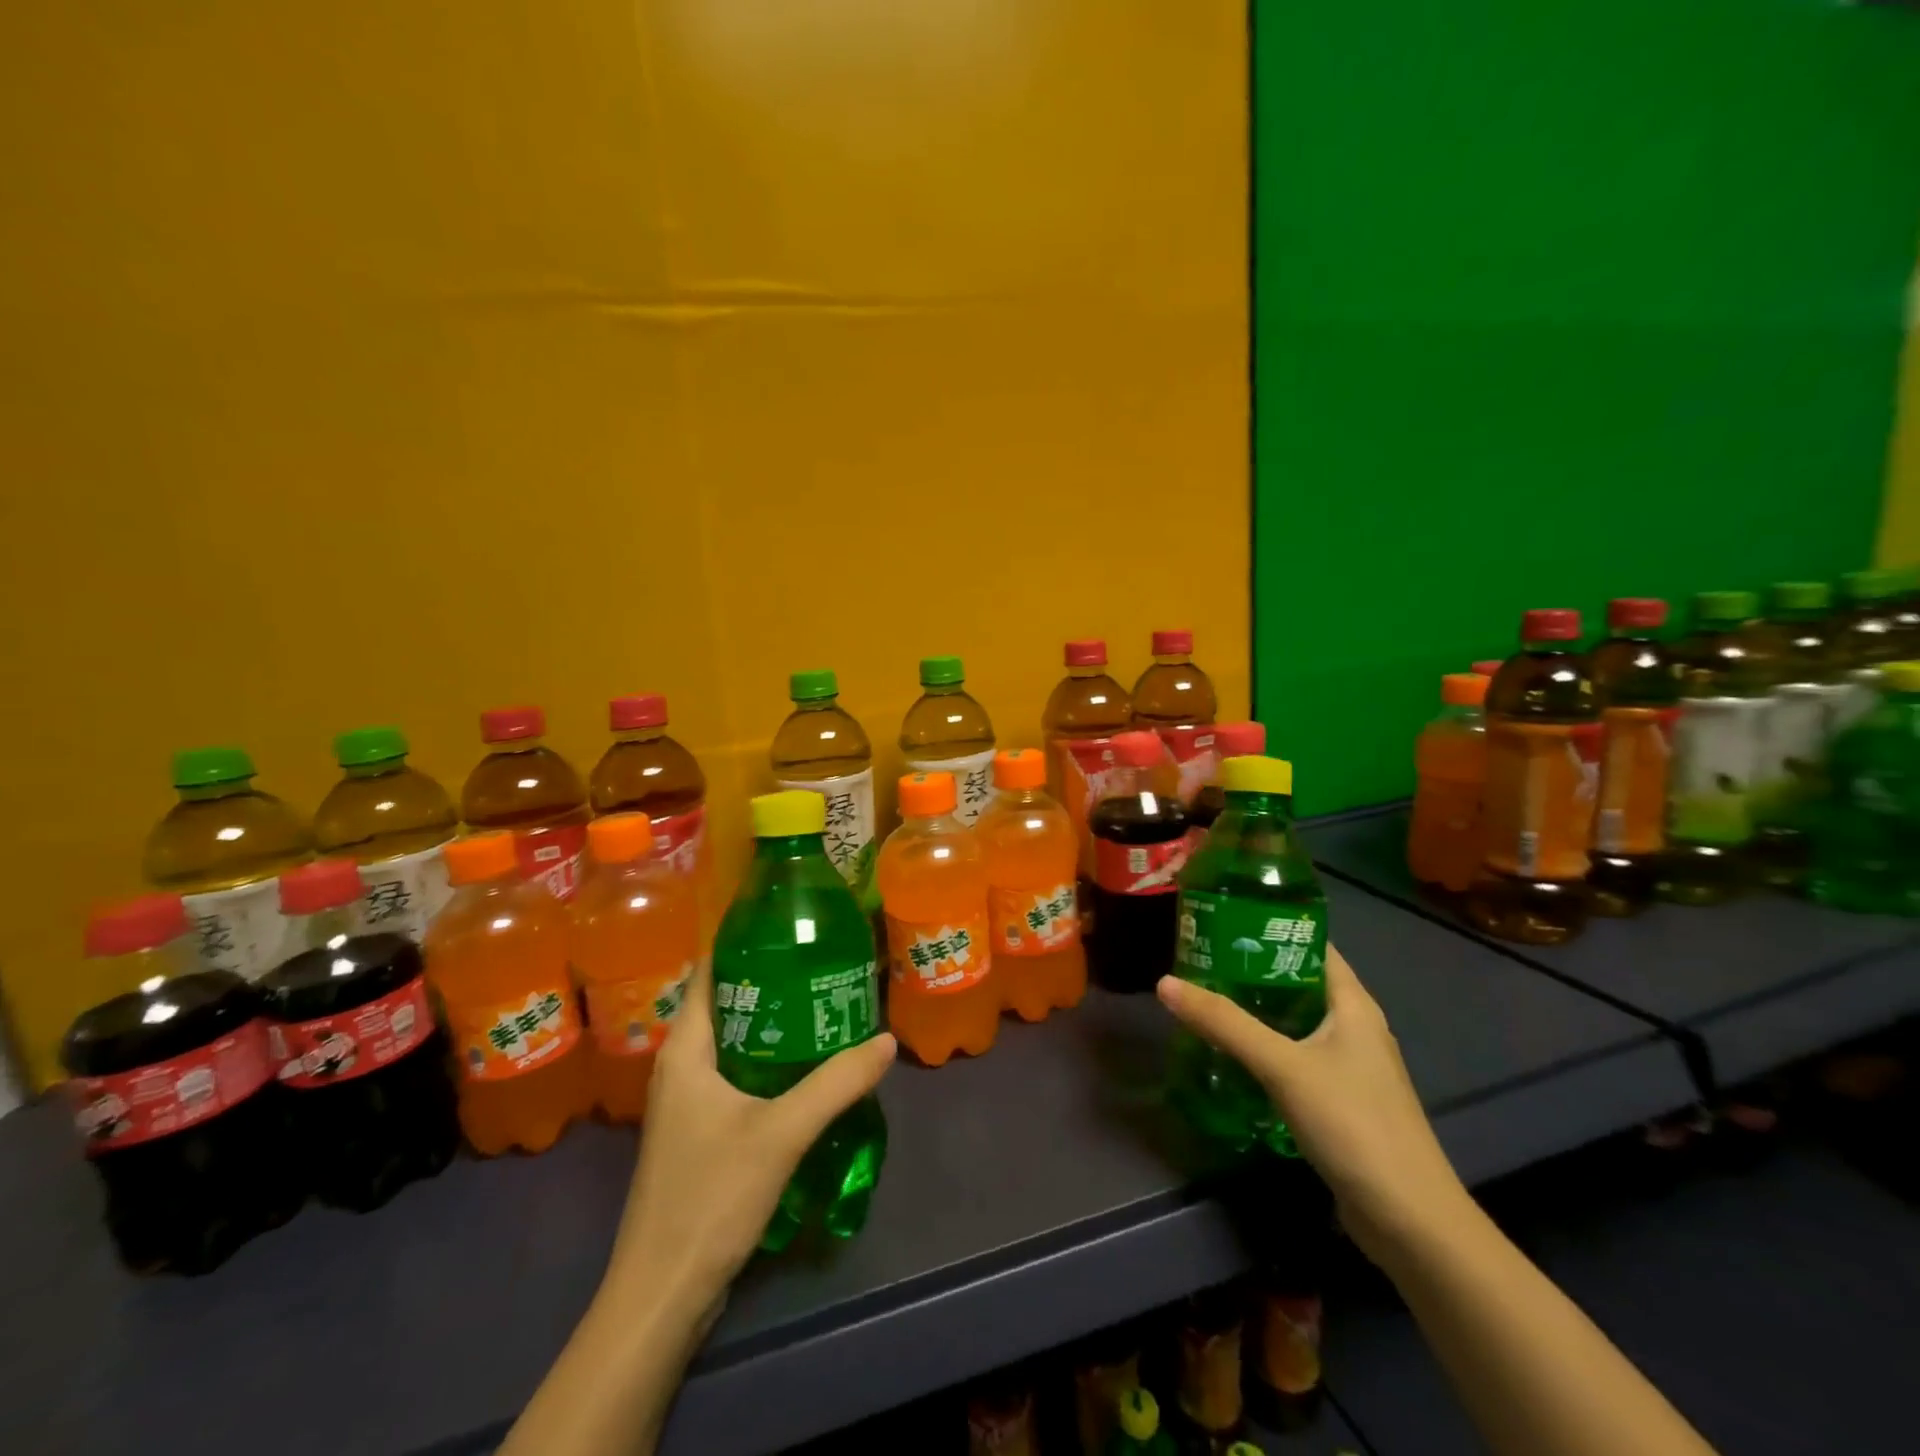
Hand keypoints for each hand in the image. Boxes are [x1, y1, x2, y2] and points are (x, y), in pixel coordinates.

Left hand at [603, 959, 897, 1319]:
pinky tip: (805, 1066)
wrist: (662, 1293)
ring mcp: (686, 1102)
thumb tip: (886, 1040)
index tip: (790, 926)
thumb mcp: (780, 1133)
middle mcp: (680, 1066)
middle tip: (823, 962)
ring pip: (733, 1042)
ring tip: (823, 1004)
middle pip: (725, 1004)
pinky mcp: (698, 1132)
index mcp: (685, 1050)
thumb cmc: (709, 1196)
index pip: (708, 973)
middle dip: (771, 981)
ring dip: (772, 1023)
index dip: (743, 942)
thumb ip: (835, 1083)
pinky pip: (735, 1075)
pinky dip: (767, 1060)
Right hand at [1156, 945, 1467, 1268]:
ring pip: (1294, 1020)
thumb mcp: (1283, 1066)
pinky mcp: (1339, 1100)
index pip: (1311, 944)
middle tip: (1199, 958)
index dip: (1270, 927)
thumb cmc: (1354, 1124)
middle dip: (1251, 969)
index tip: (1221, 918)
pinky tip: (1229, 1052)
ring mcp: (1349, 1065)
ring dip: (1255, 1009)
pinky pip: (1294, 1055)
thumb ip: (1225, 1024)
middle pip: (1297, 981)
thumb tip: (1165, 983)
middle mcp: (1354, 1026)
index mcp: (1353, 1004)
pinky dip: (1264, 1046)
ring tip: (1205, 997)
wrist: (1410, 1222)